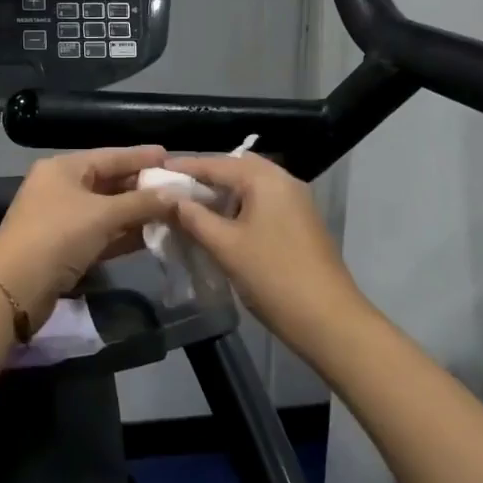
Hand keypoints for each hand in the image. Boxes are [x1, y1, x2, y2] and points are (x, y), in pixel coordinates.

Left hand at [0, 146, 180, 321]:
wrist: (14, 288)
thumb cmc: (57, 236)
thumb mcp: (102, 215)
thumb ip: (141, 203)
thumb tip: (175, 196)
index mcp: (64, 168)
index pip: (111, 156)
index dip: (141, 157)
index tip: (171, 157)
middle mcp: (62, 188)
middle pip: (110, 182)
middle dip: (143, 187)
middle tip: (178, 188)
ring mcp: (63, 219)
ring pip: (108, 210)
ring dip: (137, 213)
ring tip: (174, 212)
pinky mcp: (67, 247)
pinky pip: (102, 233)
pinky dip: (125, 234)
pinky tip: (152, 236)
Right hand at [165, 152, 368, 350]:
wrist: (328, 319)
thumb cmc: (272, 276)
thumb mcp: (225, 246)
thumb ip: (194, 218)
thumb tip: (169, 199)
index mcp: (266, 179)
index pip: (217, 163)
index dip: (184, 168)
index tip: (154, 172)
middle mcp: (284, 181)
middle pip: (236, 169)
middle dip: (205, 177)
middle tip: (173, 190)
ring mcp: (296, 202)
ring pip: (250, 187)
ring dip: (222, 194)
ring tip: (190, 207)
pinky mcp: (299, 223)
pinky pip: (262, 203)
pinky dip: (238, 207)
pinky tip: (219, 225)